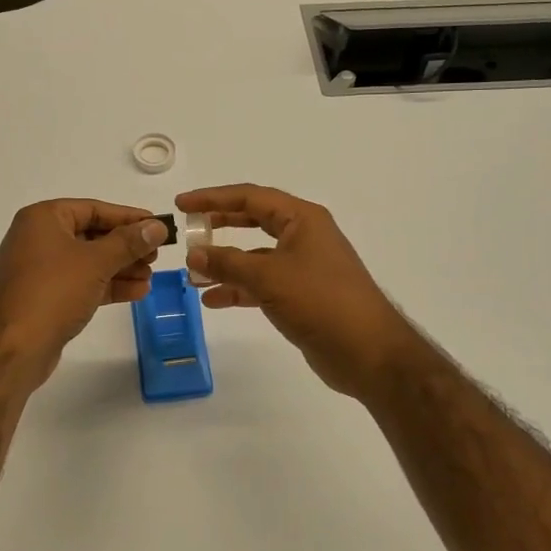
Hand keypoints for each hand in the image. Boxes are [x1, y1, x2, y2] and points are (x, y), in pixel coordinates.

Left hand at [0, 200, 168, 388]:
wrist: (14, 348)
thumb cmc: (54, 291)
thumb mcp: (96, 262)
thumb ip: (129, 242)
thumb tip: (157, 226)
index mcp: (43, 218)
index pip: (94, 209)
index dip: (128, 217)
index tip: (157, 225)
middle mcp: (37, 238)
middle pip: (92, 235)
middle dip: (126, 246)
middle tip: (156, 255)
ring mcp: (39, 269)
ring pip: (88, 261)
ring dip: (120, 268)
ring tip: (150, 276)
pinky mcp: (44, 296)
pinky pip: (80, 282)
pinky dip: (106, 285)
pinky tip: (136, 292)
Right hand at [177, 184, 426, 399]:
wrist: (369, 352)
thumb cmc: (320, 301)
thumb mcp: (268, 277)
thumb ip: (227, 262)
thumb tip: (194, 254)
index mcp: (302, 219)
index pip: (250, 197)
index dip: (213, 198)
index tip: (182, 204)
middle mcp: (303, 236)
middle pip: (253, 221)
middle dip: (219, 225)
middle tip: (188, 230)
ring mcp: (304, 266)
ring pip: (255, 255)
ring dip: (226, 263)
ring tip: (193, 273)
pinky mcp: (302, 294)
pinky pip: (262, 283)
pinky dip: (239, 288)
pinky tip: (213, 299)